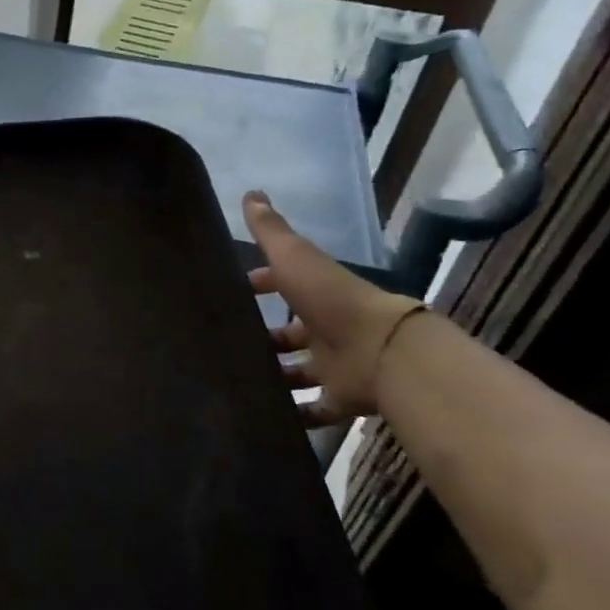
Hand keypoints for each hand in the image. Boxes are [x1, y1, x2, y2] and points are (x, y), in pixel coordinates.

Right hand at [243, 191, 423, 426]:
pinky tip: (265, 416)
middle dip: (266, 337)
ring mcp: (336, 365)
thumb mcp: (295, 258)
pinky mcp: (341, 398)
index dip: (261, 284)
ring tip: (236, 380)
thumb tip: (251, 193)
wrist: (382, 351)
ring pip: (300, 371)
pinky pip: (315, 408)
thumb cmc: (332, 300)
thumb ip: (271, 231)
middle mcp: (327, 328)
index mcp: (316, 293)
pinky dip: (295, 414)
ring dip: (276, 375)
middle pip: (292, 333)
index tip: (234, 291)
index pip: (284, 284)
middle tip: (227, 343)